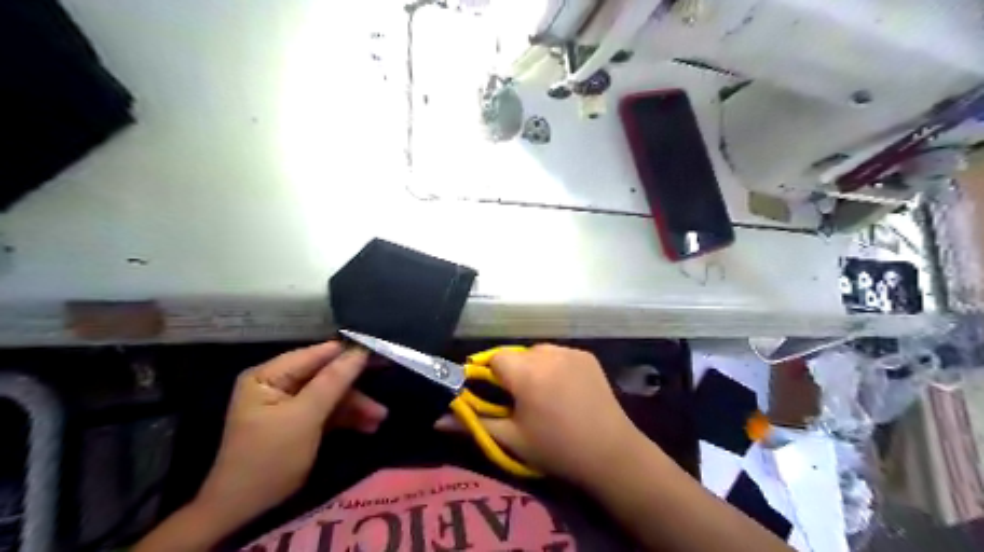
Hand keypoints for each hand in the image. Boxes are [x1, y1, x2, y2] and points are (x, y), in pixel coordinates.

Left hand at [193, 341, 381, 530]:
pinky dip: (347, 418)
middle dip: (354, 388)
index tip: (380, 355)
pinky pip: (328, 412)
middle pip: (326, 376)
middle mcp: (278, 383)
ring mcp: (289, 404)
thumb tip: (360, 350)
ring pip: (331, 395)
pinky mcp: (299, 422)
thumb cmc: (270, 457)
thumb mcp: (304, 417)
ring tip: (380, 418)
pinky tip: (368, 426)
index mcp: (269, 375)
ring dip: (355, 406)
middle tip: (385, 387)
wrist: (245, 511)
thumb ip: (333, 381)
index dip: (348, 355)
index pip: (316, 355)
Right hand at [439, 344, 646, 483]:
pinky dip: (554, 366)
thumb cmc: (556, 449)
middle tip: (521, 401)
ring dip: (533, 368)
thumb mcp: (511, 439)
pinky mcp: (586, 355)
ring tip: (544, 395)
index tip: (496, 397)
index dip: (490, 376)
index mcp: (525, 372)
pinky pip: (558, 355)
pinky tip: (565, 390)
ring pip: (537, 353)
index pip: (493, 358)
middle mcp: (547, 353)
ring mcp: (570, 351)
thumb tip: (437, 418)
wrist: (611, 453)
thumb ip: (473, 423)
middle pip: (516, 354)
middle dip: (512, 373)